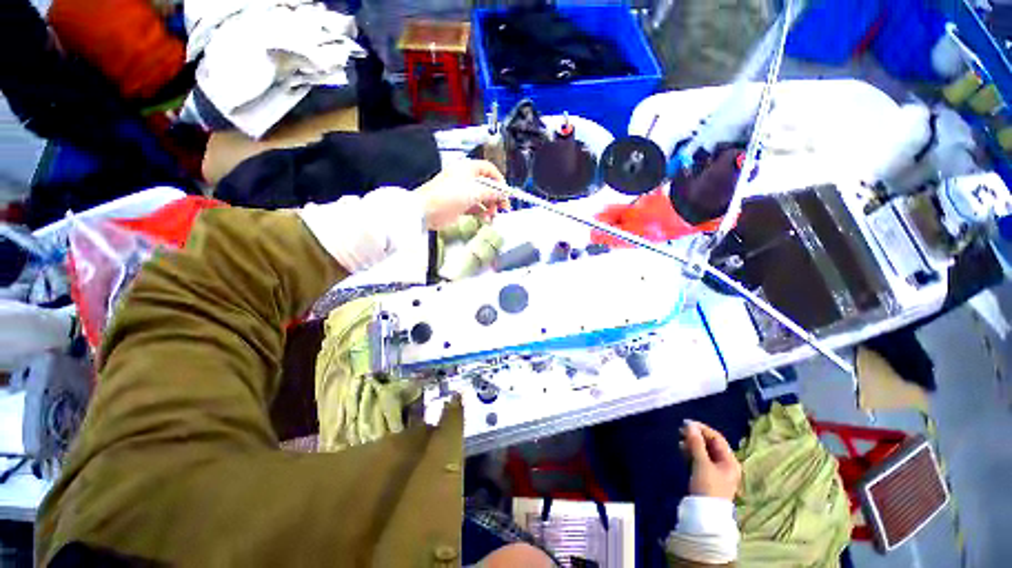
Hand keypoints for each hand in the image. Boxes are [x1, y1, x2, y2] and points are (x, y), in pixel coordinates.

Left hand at [415, 159, 508, 229]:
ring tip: (492, 215)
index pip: (489, 170)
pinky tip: (485, 219)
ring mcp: (462, 192)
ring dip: (490, 207)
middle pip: (487, 185)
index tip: (505, 192)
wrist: (427, 210)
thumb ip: (492, 192)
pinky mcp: (459, 205)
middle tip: (503, 208)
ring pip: (482, 198)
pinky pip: (475, 208)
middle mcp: (466, 178)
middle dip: (496, 197)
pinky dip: (482, 213)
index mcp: (468, 168)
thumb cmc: (449, 195)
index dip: (499, 180)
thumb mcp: (475, 191)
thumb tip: (503, 194)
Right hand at [681, 420, 741, 500]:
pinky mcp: (706, 477)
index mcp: (730, 461)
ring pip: (704, 452)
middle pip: (711, 445)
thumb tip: (689, 425)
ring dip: (693, 444)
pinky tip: (682, 450)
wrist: (705, 515)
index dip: (702, 429)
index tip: (686, 423)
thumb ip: (696, 443)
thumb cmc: (708, 487)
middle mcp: (725, 465)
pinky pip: (699, 459)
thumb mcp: (702, 464)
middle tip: (681, 430)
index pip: (717, 438)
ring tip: (680, 439)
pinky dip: (692, 453)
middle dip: (696, 436)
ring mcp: (716, 472)